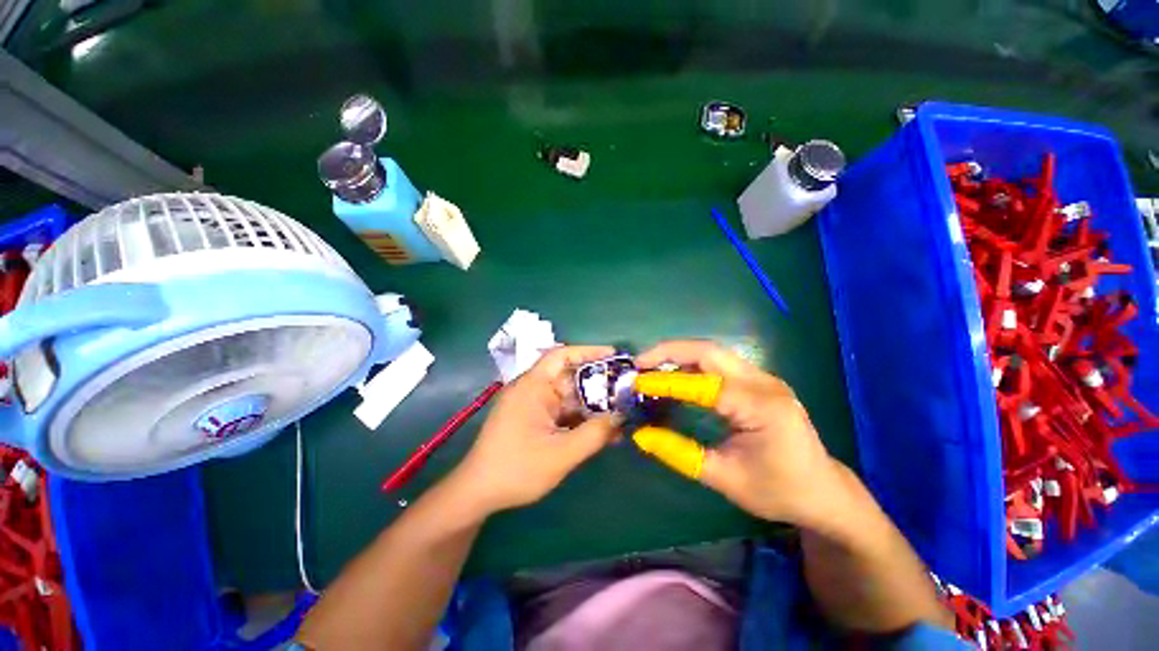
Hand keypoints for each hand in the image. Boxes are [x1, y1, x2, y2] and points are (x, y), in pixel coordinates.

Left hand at [452, 345, 621, 513]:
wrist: (479, 494)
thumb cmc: (517, 469)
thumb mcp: (561, 454)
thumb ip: (594, 434)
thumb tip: (621, 417)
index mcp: (533, 386)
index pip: (562, 356)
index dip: (589, 351)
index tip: (614, 356)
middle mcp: (534, 390)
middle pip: (571, 378)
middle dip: (599, 384)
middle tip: (627, 390)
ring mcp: (534, 405)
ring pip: (570, 398)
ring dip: (593, 407)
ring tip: (623, 415)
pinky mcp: (536, 420)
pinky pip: (564, 413)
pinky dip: (582, 420)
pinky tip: (604, 433)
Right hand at [637, 340, 846, 527]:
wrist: (823, 492)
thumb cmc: (778, 491)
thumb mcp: (725, 478)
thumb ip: (680, 454)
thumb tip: (641, 435)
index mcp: (761, 407)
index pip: (704, 384)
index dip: (666, 381)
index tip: (636, 381)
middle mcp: (764, 382)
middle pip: (709, 351)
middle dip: (670, 351)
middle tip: (640, 362)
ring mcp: (763, 377)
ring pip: (714, 352)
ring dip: (679, 354)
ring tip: (651, 365)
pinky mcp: (759, 381)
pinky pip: (720, 363)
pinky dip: (692, 364)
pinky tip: (675, 373)